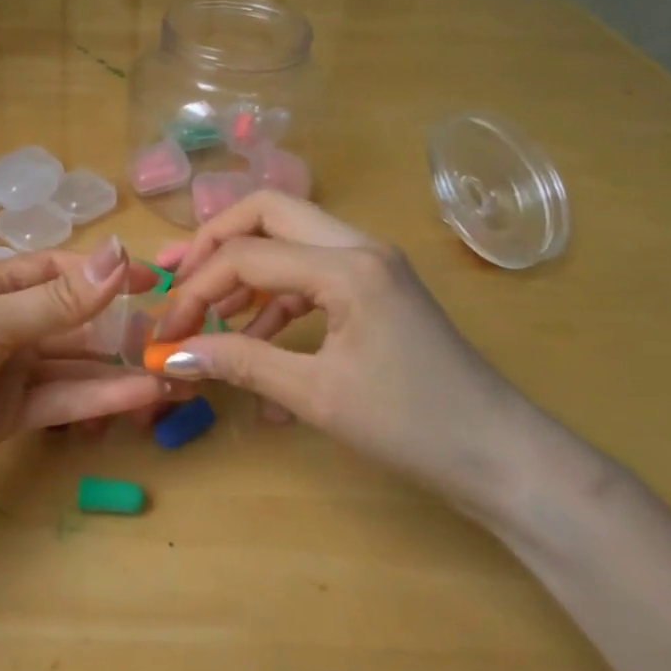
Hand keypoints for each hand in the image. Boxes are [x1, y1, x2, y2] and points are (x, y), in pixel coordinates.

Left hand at [0, 240, 176, 506]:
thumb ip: (60, 299)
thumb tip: (120, 253)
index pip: (58, 270)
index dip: (104, 273)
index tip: (152, 280)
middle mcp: (4, 323)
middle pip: (73, 319)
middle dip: (120, 326)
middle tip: (174, 334)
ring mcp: (9, 371)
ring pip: (74, 363)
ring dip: (119, 367)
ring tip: (172, 370)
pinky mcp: (10, 417)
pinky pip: (62, 400)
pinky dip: (100, 398)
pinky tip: (142, 396)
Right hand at [152, 193, 542, 512]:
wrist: (504, 459)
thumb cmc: (413, 426)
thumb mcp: (316, 396)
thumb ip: (240, 363)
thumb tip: (172, 354)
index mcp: (347, 265)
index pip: (246, 255)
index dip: (196, 289)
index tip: (166, 330)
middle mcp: (358, 246)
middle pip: (266, 211)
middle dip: (214, 243)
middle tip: (178, 278)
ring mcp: (370, 262)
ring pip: (288, 237)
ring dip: (243, 269)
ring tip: (208, 313)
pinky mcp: (375, 286)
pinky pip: (310, 273)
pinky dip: (275, 299)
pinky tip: (254, 344)